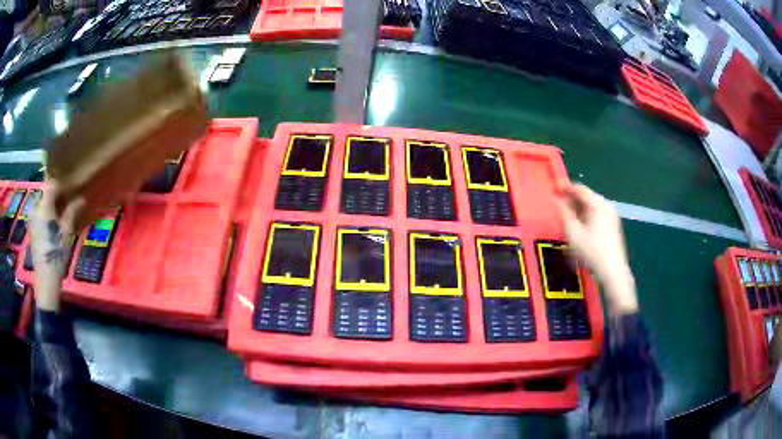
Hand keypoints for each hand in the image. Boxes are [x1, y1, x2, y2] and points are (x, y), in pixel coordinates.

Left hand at [30, 181, 84, 311]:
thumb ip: (72, 212)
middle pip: (46, 195)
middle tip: (68, 203)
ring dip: (52, 208)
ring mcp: (32, 221)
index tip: (71, 188)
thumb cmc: (56, 255)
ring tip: (61, 216)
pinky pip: (40, 217)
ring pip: (43, 207)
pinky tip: (53, 228)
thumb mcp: (66, 233)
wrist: (46, 281)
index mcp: (44, 207)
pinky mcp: (32, 232)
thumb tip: (81, 197)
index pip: (51, 184)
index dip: (61, 184)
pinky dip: (47, 218)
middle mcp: (36, 209)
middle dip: (57, 197)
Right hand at [555, 184, 637, 315]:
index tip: (553, 188)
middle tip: (558, 203)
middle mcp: (607, 206)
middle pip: (587, 196)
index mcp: (598, 204)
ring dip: (578, 208)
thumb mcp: (573, 233)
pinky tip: (579, 225)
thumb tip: (556, 199)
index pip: (580, 189)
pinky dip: (586, 215)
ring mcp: (612, 216)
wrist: (613, 272)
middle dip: (572, 198)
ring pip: (592, 206)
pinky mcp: (613, 226)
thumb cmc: (591, 252)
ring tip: (566, 215)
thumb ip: (563, 213)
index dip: (565, 188)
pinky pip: (597, 214)